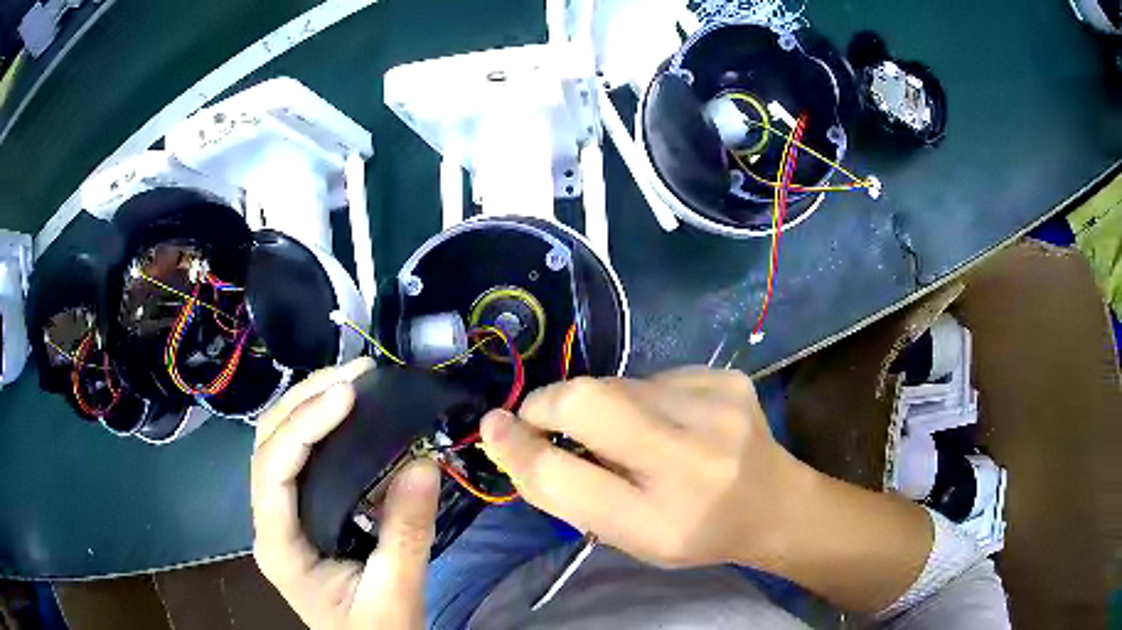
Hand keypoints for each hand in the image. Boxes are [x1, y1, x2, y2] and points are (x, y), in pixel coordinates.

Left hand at [252, 358, 439, 629]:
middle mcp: (269, 523)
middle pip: (268, 443)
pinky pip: (300, 458)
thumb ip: (408, 534)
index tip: (350, 394)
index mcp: (280, 546)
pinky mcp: (300, 513)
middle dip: (306, 399)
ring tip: (354, 381)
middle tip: (357, 374)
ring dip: (309, 404)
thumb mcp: (397, 593)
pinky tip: (349, 414)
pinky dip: (320, 427)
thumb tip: (423, 462)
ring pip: (278, 443)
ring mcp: (281, 516)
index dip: (304, 423)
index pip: (273, 469)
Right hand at [480, 367, 933, 612]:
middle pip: (586, 402)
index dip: (516, 447)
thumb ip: (569, 494)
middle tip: (541, 419)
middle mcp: (692, 459)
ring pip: (616, 383)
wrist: (774, 504)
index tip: (493, 427)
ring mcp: (716, 406)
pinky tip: (667, 421)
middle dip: (547, 404)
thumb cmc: (694, 534)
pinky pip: (653, 377)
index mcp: (660, 520)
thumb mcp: (627, 538)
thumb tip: (511, 437)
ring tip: (624, 435)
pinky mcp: (726, 377)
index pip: (563, 475)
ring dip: (599, 404)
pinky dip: (641, 397)